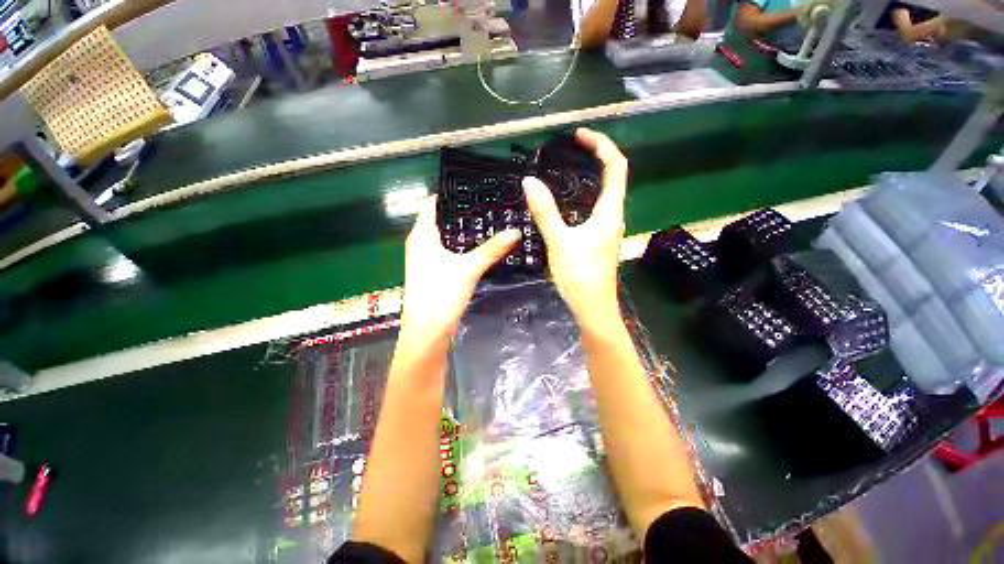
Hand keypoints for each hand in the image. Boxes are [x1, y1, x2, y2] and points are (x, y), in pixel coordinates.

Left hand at [400, 196, 520, 343]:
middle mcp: (421, 243)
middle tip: (490, 203)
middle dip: (464, 212)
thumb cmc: (441, 294)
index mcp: (422, 235)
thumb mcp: (469, 268)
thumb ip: (492, 249)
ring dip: (465, 231)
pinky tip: (482, 245)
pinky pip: (450, 251)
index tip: (476, 187)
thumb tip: (516, 230)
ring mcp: (427, 258)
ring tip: (490, 220)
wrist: (428, 331)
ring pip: (448, 237)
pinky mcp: (435, 271)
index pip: (434, 203)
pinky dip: (464, 246)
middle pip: (442, 219)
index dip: (453, 194)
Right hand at [523, 128, 627, 325]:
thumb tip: (529, 181)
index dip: (601, 145)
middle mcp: (613, 216)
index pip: (615, 166)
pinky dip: (584, 195)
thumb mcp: (559, 241)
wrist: (592, 306)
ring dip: (590, 176)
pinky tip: (566, 201)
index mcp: (609, 212)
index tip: (580, 136)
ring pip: (604, 193)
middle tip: (571, 148)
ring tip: (567, 168)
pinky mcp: (599, 239)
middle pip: (613, 176)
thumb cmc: (580, 275)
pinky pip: (595, 208)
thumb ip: (545, 212)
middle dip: (596, 156)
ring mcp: (607, 228)